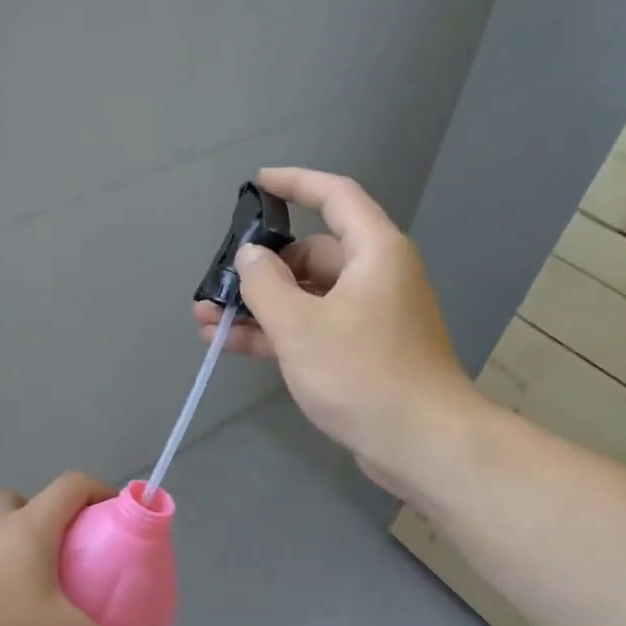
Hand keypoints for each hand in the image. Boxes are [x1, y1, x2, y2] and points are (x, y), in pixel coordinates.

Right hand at [192, 167, 479, 499]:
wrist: (419, 442)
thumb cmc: (361, 372)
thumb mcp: (301, 325)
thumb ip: (265, 285)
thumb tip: (250, 256)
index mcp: (374, 253)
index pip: (335, 197)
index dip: (295, 183)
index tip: (257, 184)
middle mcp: (374, 277)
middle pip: (311, 255)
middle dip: (260, 269)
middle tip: (217, 284)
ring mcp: (366, 317)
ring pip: (304, 297)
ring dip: (258, 306)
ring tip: (206, 318)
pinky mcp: (358, 353)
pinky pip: (310, 329)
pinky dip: (274, 333)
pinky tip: (227, 342)